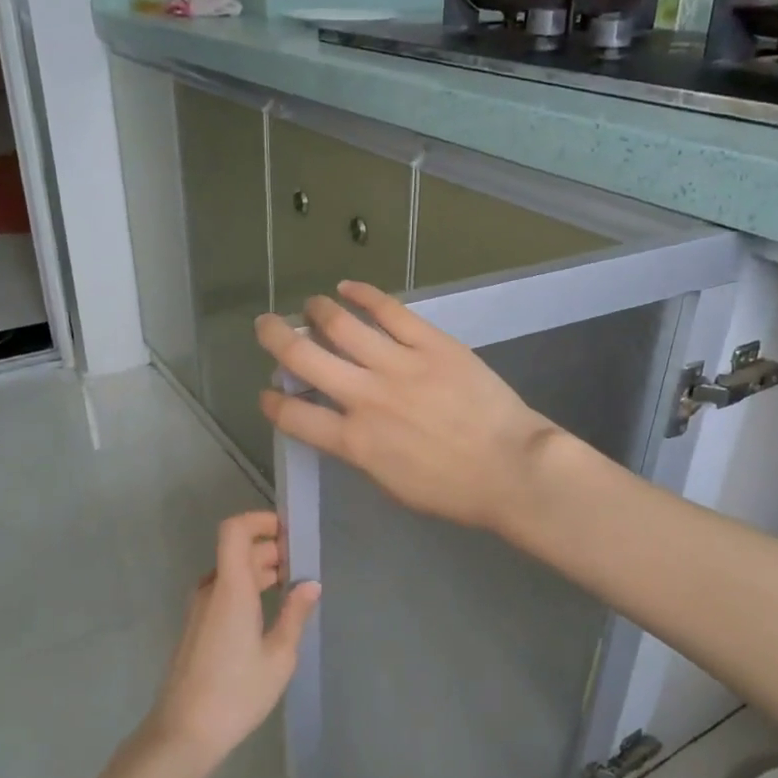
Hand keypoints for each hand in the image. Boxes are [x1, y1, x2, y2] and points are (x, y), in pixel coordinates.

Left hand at [147, 513, 319, 764]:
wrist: (183, 733)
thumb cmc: (236, 693)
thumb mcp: (279, 656)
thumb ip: (295, 615)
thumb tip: (310, 584)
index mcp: (231, 588)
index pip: (235, 530)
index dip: (259, 520)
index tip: (289, 532)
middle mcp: (211, 590)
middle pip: (238, 551)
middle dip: (271, 550)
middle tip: (303, 567)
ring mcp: (200, 609)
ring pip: (231, 573)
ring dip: (260, 571)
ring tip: (292, 589)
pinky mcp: (197, 627)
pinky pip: (224, 593)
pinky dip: (247, 590)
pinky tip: (268, 614)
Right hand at [255, 281, 563, 532]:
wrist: (511, 468)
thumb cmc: (453, 490)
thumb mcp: (391, 483)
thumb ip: (359, 451)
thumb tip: (341, 425)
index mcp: (354, 441)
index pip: (293, 416)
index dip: (272, 402)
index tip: (269, 393)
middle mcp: (366, 397)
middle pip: (303, 357)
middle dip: (275, 337)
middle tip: (266, 327)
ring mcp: (399, 365)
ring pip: (341, 325)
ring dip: (316, 311)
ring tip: (310, 305)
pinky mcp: (431, 343)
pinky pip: (389, 310)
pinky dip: (362, 294)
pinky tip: (347, 287)